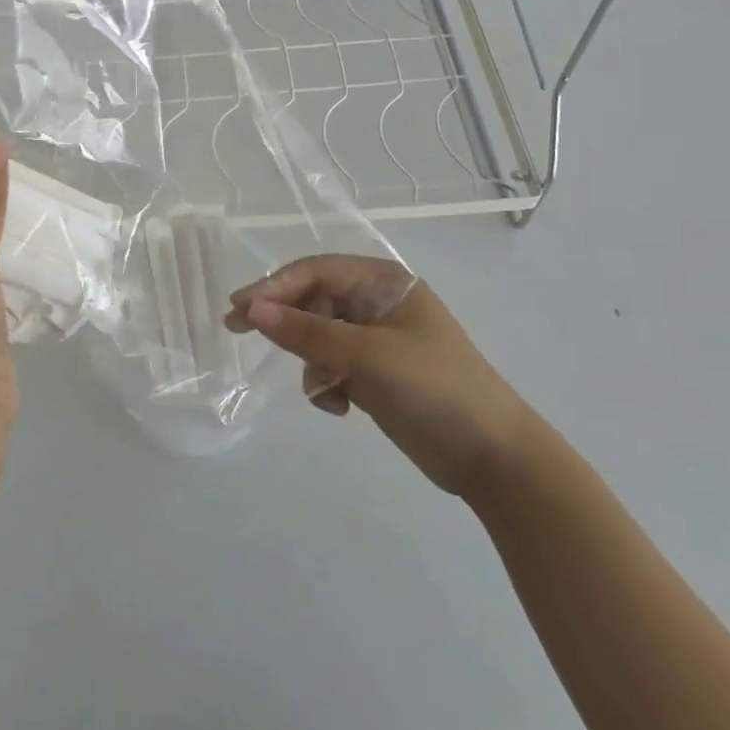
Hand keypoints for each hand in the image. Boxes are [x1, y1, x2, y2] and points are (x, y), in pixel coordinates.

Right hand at [226, 255, 535, 497]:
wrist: (493, 458)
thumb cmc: (435, 390)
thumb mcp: (366, 357)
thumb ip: (306, 332)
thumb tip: (252, 309)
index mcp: (384, 283)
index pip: (315, 271)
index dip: (274, 286)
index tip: (238, 307)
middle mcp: (377, 303)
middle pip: (312, 300)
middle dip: (283, 321)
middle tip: (236, 329)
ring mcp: (376, 339)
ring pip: (317, 335)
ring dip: (311, 361)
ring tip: (326, 390)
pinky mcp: (375, 372)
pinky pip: (331, 365)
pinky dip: (326, 383)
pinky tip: (341, 407)